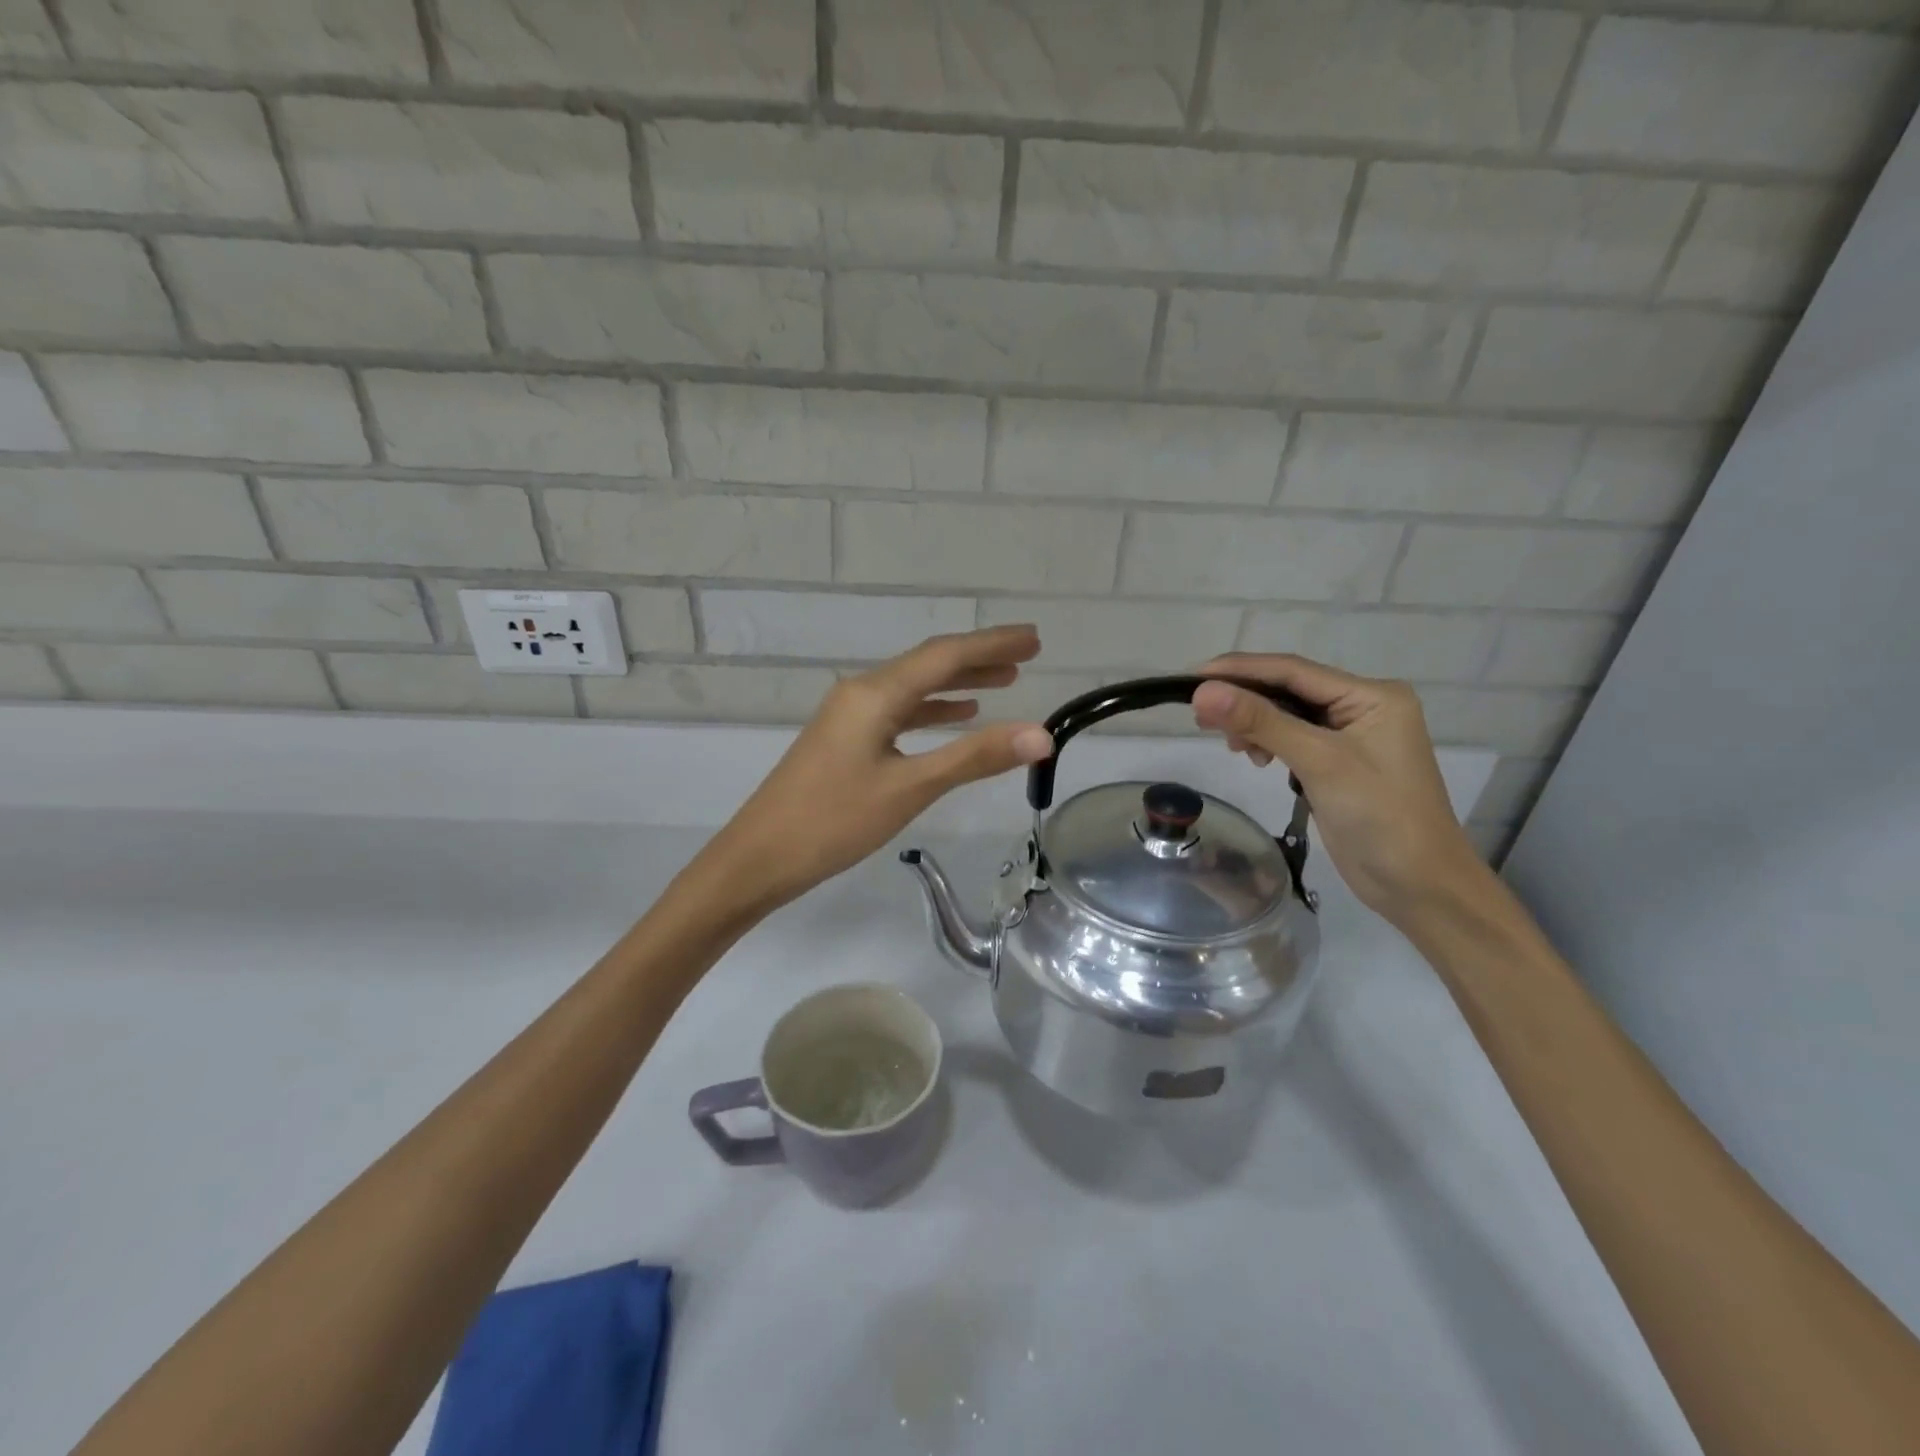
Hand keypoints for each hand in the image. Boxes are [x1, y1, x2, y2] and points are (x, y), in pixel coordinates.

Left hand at [698, 626, 1054, 911]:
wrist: (759, 857)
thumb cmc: (833, 821)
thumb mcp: (909, 789)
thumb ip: (974, 757)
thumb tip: (1040, 735)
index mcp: (875, 695)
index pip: (945, 656)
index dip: (993, 644)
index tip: (1034, 638)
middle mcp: (862, 693)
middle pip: (929, 664)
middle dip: (979, 657)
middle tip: (1027, 654)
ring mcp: (850, 716)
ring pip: (914, 688)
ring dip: (958, 682)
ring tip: (1004, 681)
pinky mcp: (846, 739)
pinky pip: (899, 712)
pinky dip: (932, 709)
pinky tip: (957, 715)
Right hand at [1190, 655, 1484, 925]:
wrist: (1419, 886)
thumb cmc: (1380, 816)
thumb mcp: (1319, 762)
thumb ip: (1261, 722)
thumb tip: (1203, 692)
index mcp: (1372, 695)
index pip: (1293, 670)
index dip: (1241, 670)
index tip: (1193, 677)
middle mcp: (1362, 707)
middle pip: (1288, 689)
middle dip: (1243, 700)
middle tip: (1200, 717)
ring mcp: (1349, 736)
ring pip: (1285, 714)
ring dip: (1253, 724)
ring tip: (1230, 745)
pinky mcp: (1336, 764)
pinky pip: (1291, 739)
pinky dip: (1267, 743)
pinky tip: (1254, 758)